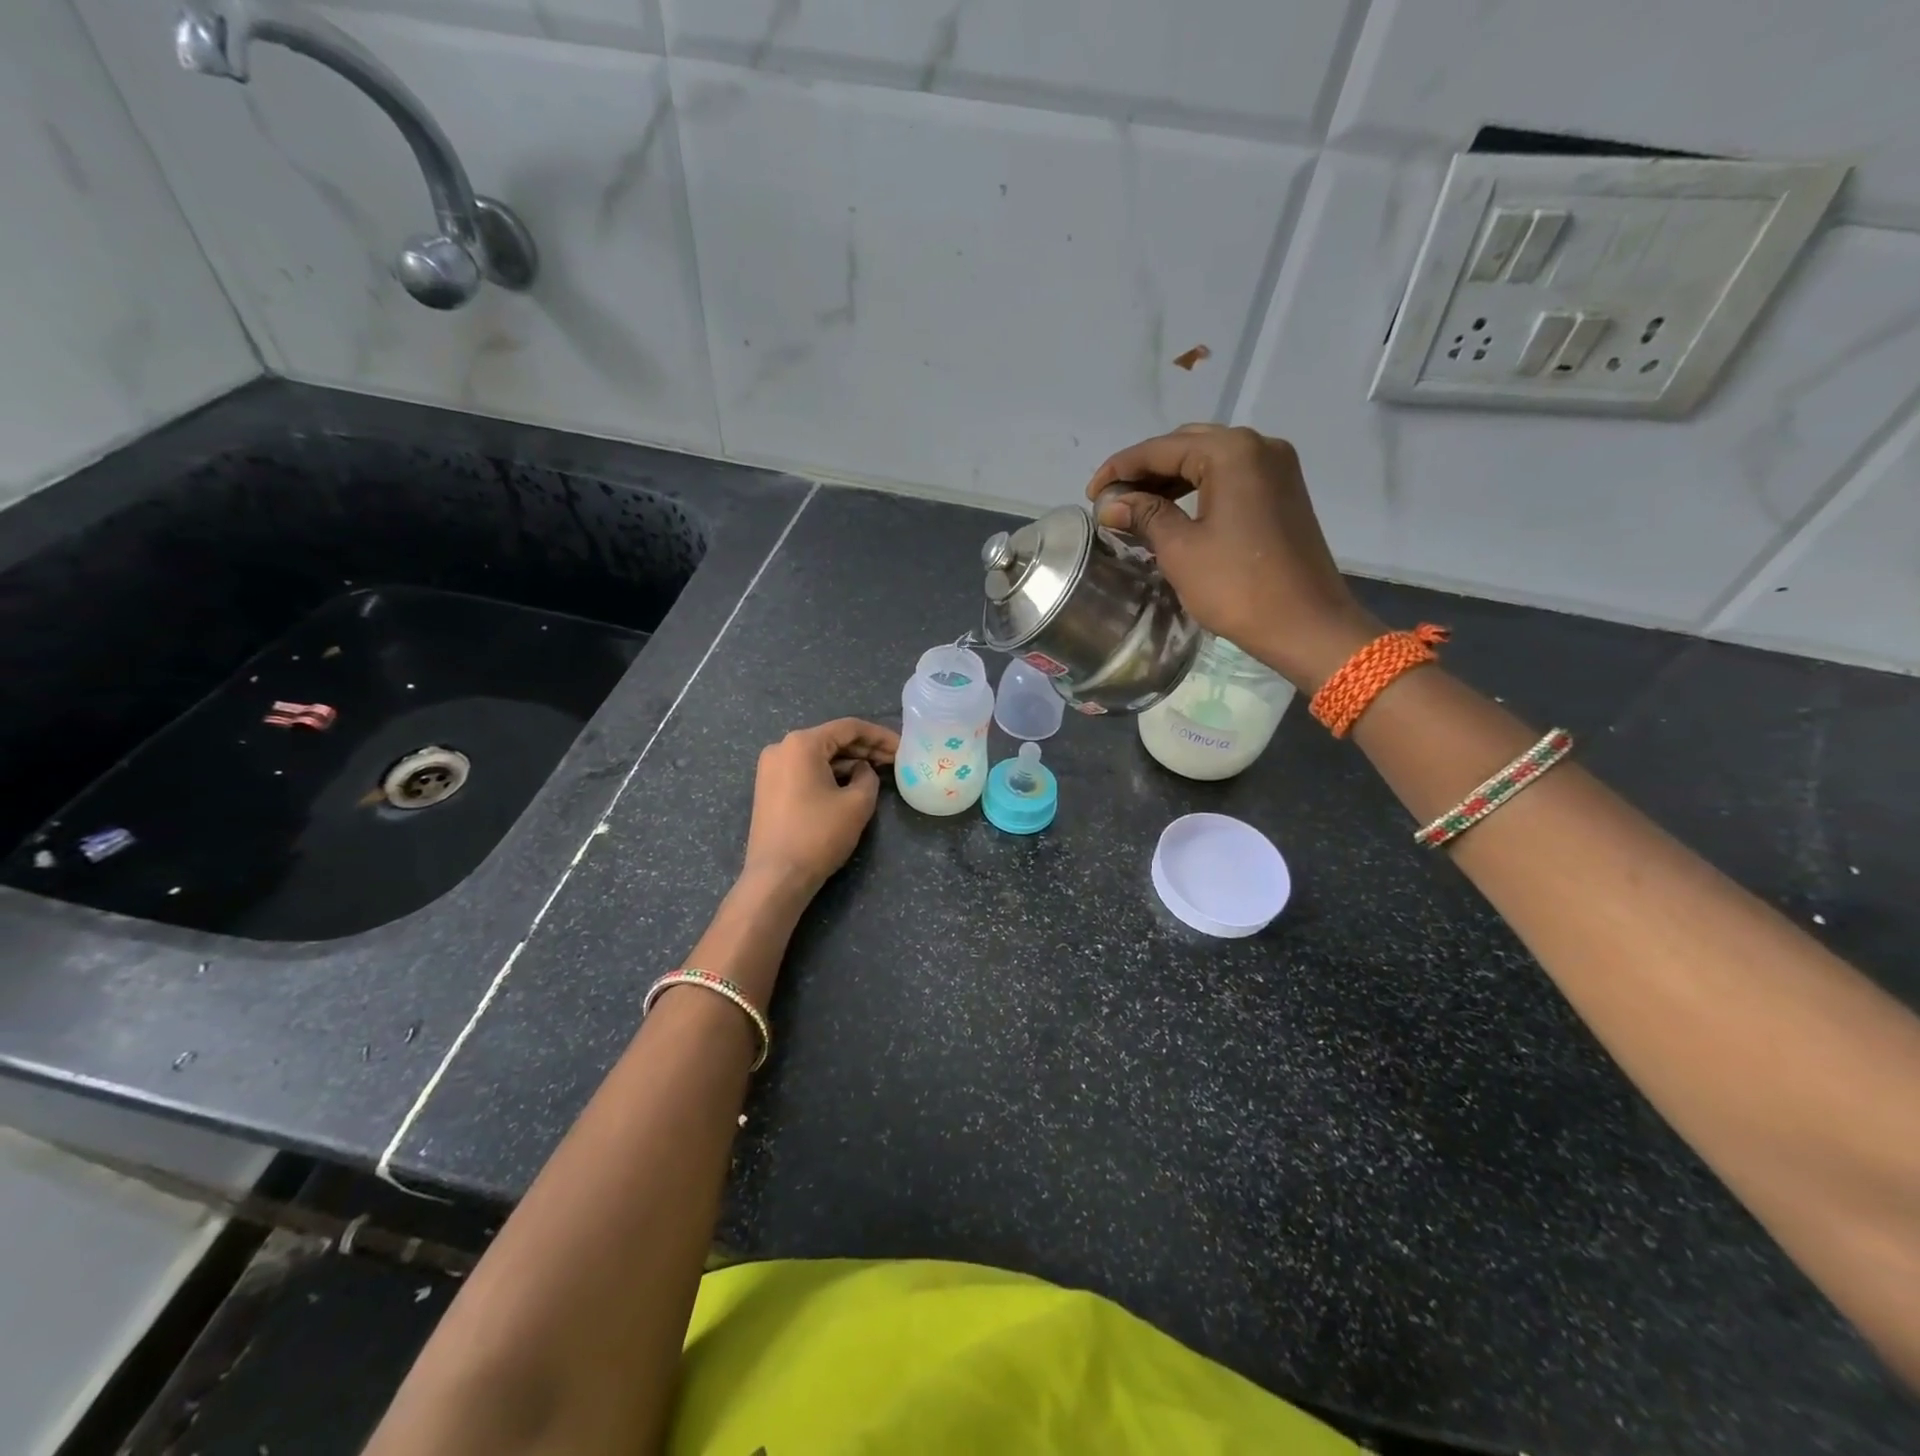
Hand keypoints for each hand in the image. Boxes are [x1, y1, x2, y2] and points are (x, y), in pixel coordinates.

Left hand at [742, 718, 898, 893]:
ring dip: (848, 762)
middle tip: (894, 760)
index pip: (849, 728)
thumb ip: (868, 776)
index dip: (880, 736)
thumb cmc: (819, 834)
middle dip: (865, 748)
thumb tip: (861, 770)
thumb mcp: (857, 803)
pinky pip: (805, 771)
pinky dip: (829, 774)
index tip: (903, 747)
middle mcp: (782, 748)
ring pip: (818, 756)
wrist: (777, 877)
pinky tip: (851, 784)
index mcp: (802, 743)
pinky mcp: (769, 788)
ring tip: (877, 772)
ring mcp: (771, 769)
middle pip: (832, 739)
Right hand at [1086, 423, 1381, 690]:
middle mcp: (1259, 446)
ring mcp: (1276, 468)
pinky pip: (1230, 477)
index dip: (1120, 468)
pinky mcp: (1282, 492)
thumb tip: (1111, 504)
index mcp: (1232, 452)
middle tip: (1112, 500)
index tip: (1090, 493)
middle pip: (1187, 445)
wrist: (1305, 624)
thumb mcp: (1180, 550)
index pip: (1162, 448)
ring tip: (1135, 507)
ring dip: (1170, 480)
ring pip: (1209, 460)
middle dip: (1145, 470)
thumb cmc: (1237, 587)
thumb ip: (1144, 516)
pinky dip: (1197, 489)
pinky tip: (1173, 511)